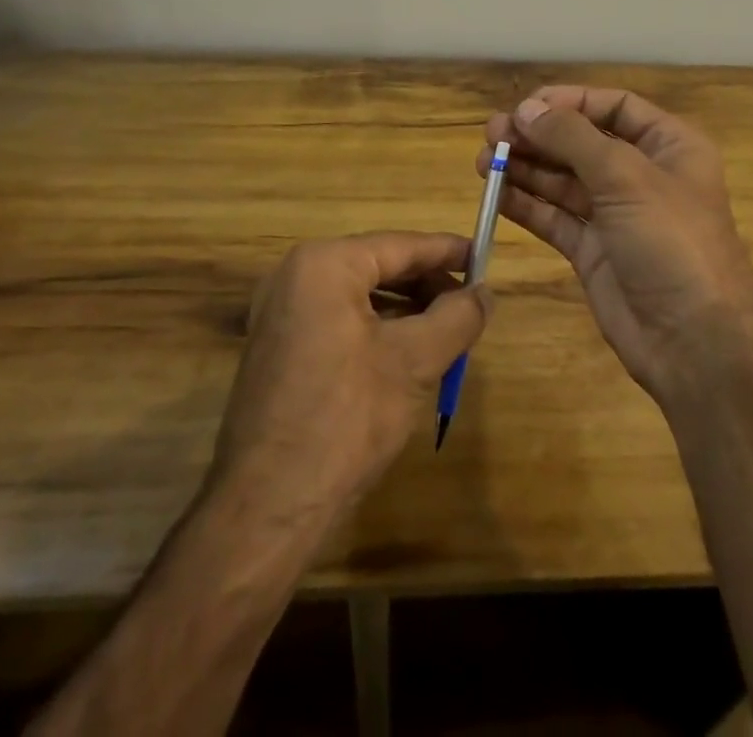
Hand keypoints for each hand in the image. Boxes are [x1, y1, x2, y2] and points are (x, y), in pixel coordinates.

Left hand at [211, 233, 487, 518]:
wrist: (267, 509)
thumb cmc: (345, 420)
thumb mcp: (413, 362)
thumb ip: (457, 317)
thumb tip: (484, 293)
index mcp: (323, 265)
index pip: (400, 245)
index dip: (447, 251)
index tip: (485, 256)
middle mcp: (295, 277)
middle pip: (378, 267)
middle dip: (428, 285)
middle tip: (471, 304)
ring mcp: (281, 314)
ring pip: (360, 296)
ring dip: (407, 310)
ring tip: (448, 331)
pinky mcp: (278, 348)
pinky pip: (339, 321)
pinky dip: (378, 330)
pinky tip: (408, 355)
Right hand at [479, 87, 752, 402]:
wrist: (694, 341)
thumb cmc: (671, 241)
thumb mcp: (626, 177)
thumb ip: (572, 138)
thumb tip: (526, 109)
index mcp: (669, 146)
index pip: (615, 107)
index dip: (571, 101)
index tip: (526, 106)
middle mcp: (642, 175)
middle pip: (583, 142)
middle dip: (539, 135)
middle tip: (493, 133)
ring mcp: (616, 215)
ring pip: (564, 180)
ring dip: (526, 168)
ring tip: (484, 160)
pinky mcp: (593, 251)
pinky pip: (555, 217)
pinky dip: (526, 204)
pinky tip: (495, 194)